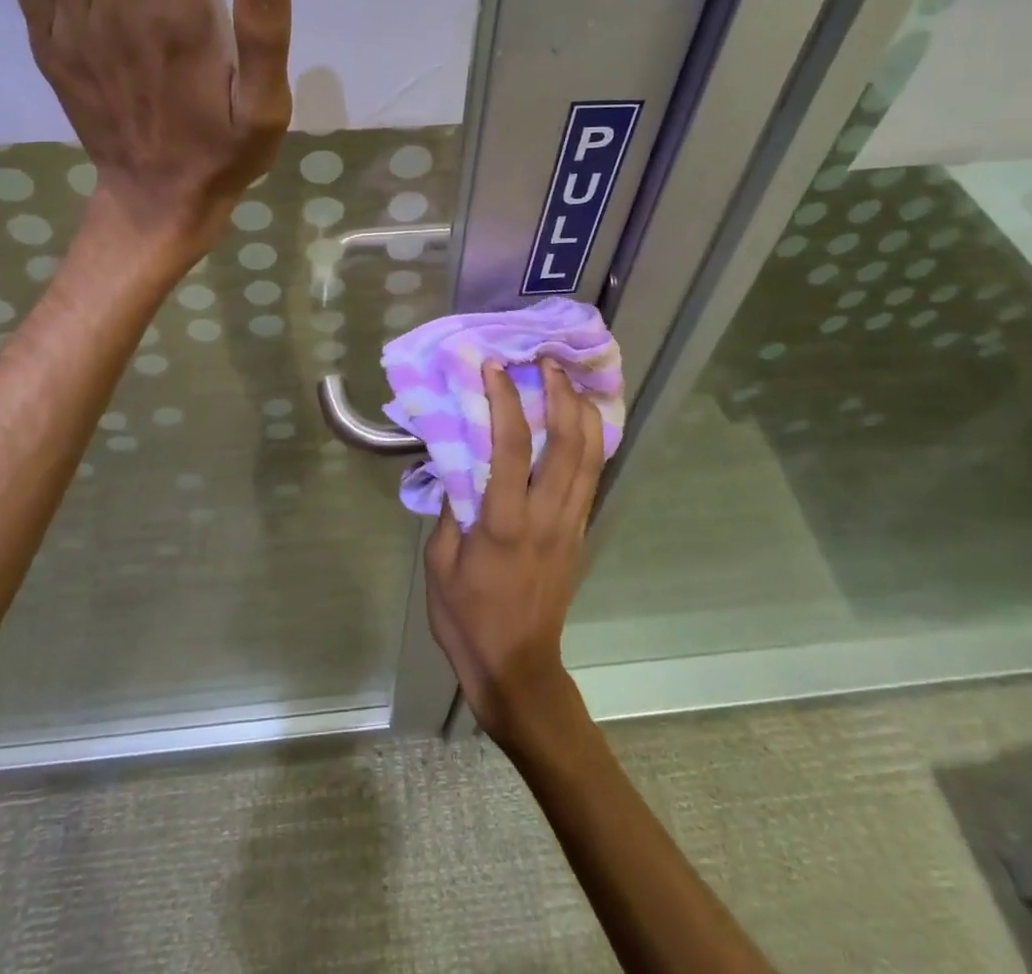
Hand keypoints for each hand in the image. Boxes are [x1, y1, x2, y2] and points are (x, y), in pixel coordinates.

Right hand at [424, 360, 604, 750]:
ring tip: (566, 381)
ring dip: (581, 411)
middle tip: (545, 363)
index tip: (494, 369)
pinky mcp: (580, 533)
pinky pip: (591, 476)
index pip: (510, 446)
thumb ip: (452, 507)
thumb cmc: (468, 617)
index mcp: (505, 522)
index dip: (503, 400)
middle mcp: (547, 515)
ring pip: (590, 456)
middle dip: (559, 394)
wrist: (517, 668)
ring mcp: (571, 524)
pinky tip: (578, 422)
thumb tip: (459, 463)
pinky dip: (589, 441)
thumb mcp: (440, 562)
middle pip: (567, 442)